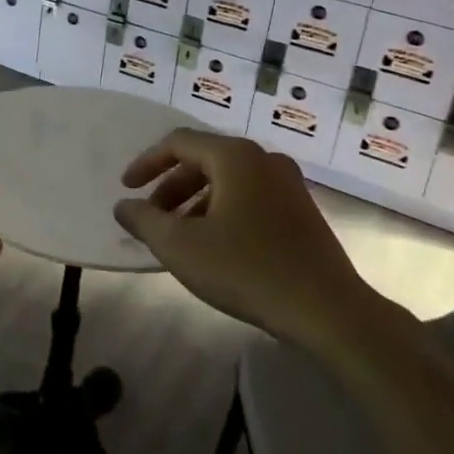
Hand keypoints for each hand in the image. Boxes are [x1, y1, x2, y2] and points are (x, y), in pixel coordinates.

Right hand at [113, 129, 368, 344]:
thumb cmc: (247, 269)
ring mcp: (288, 184)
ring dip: (196, 202)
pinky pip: (250, 197)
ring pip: (228, 181)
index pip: (178, 142)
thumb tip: (124, 206)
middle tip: (153, 218)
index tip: (127, 189)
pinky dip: (223, 211)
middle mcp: (264, 159)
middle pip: (204, 160)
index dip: (146, 163)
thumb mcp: (181, 246)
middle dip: (171, 187)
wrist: (328, 310)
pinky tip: (217, 247)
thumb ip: (145, 220)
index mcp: (235, 156)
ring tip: (181, 238)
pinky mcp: (302, 211)